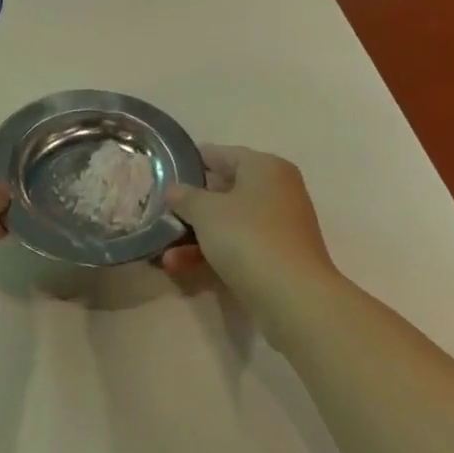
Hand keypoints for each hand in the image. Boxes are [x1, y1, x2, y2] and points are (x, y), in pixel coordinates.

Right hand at [160, 146, 337, 320]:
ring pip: (228, 223)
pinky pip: (237, 247)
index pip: (221, 154)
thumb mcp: (205, 211)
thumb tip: (174, 190)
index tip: (163, 172)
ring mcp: (279, 227)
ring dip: (194, 237)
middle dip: (190, 207)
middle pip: (224, 191)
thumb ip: (185, 196)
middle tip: (160, 214)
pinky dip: (211, 255)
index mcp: (265, 167)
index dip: (190, 162)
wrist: (293, 297)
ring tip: (164, 254)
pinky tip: (179, 267)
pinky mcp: (277, 258)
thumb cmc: (247, 237)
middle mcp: (277, 191)